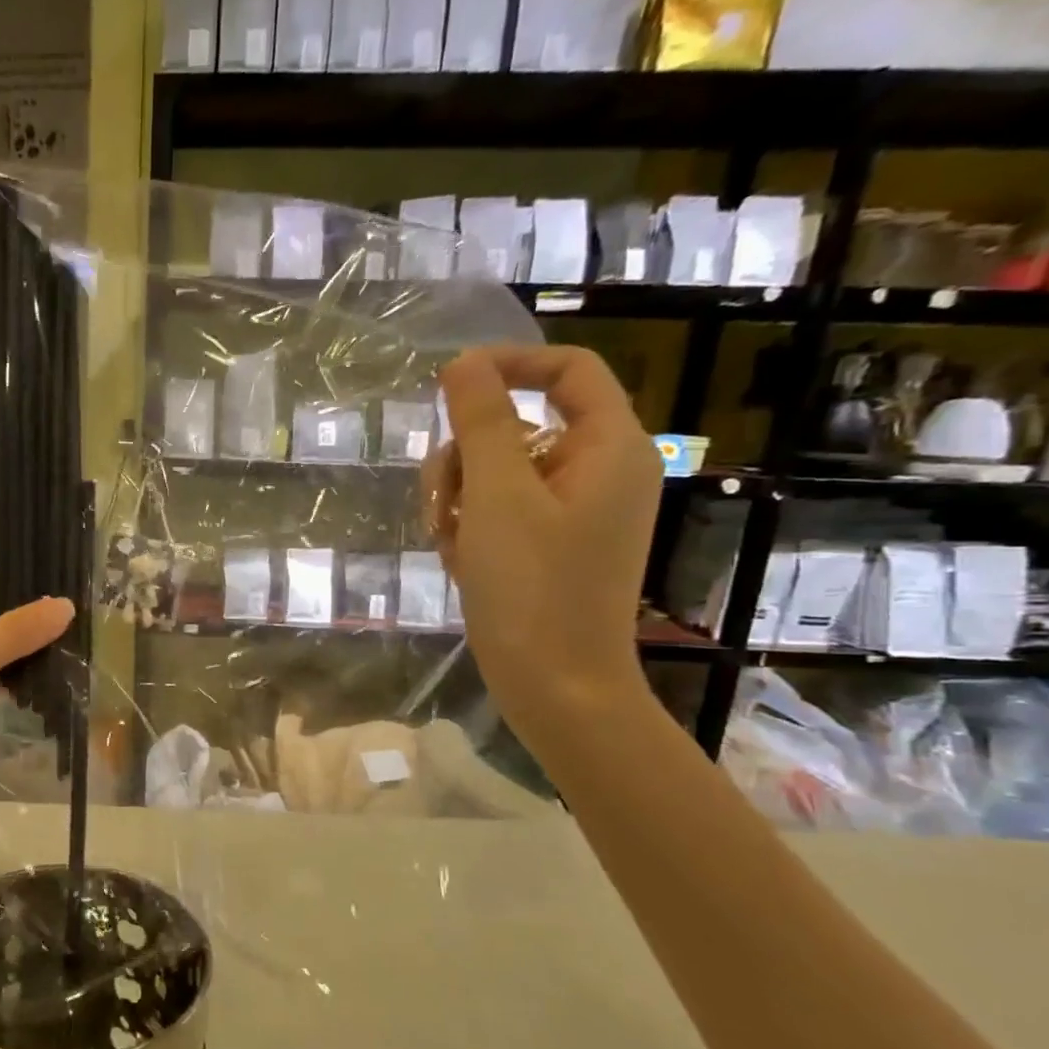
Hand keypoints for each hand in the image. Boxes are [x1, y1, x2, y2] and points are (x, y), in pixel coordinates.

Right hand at [425, 346, 661, 750]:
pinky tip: (459, 563)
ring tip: (449, 543)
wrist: (554, 686)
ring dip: (458, 497)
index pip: (567, 371)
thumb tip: (464, 363)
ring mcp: (572, 512)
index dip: (508, 365)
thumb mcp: (497, 496)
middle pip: (519, 426)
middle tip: (440, 500)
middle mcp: (597, 472)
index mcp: (608, 448)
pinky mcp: (547, 545)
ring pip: (498, 471)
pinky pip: (498, 511)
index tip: (448, 384)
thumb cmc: (532, 587)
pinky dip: (470, 528)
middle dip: (465, 456)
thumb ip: (481, 422)